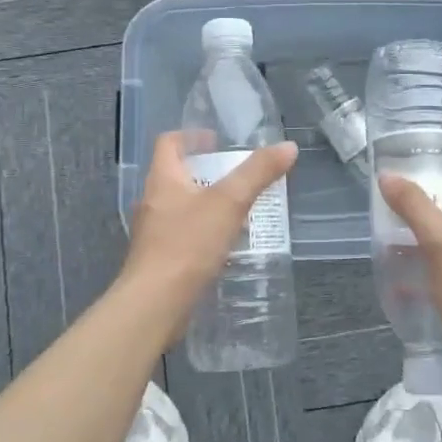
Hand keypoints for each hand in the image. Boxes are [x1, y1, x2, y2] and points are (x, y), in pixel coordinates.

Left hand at [117, 132, 297, 335]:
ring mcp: (153, 233)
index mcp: (162, 179)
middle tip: (238, 177)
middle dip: (207, 173)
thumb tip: (288, 147)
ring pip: (181, 208)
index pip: (169, 143)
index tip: (217, 141)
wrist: (155, 304)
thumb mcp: (229, 202)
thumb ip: (258, 173)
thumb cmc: (188, 244)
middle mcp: (152, 202)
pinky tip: (225, 246)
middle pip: (176, 175)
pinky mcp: (159, 261)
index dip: (192, 136)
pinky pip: (183, 236)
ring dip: (207, 205)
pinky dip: (203, 234)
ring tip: (238, 211)